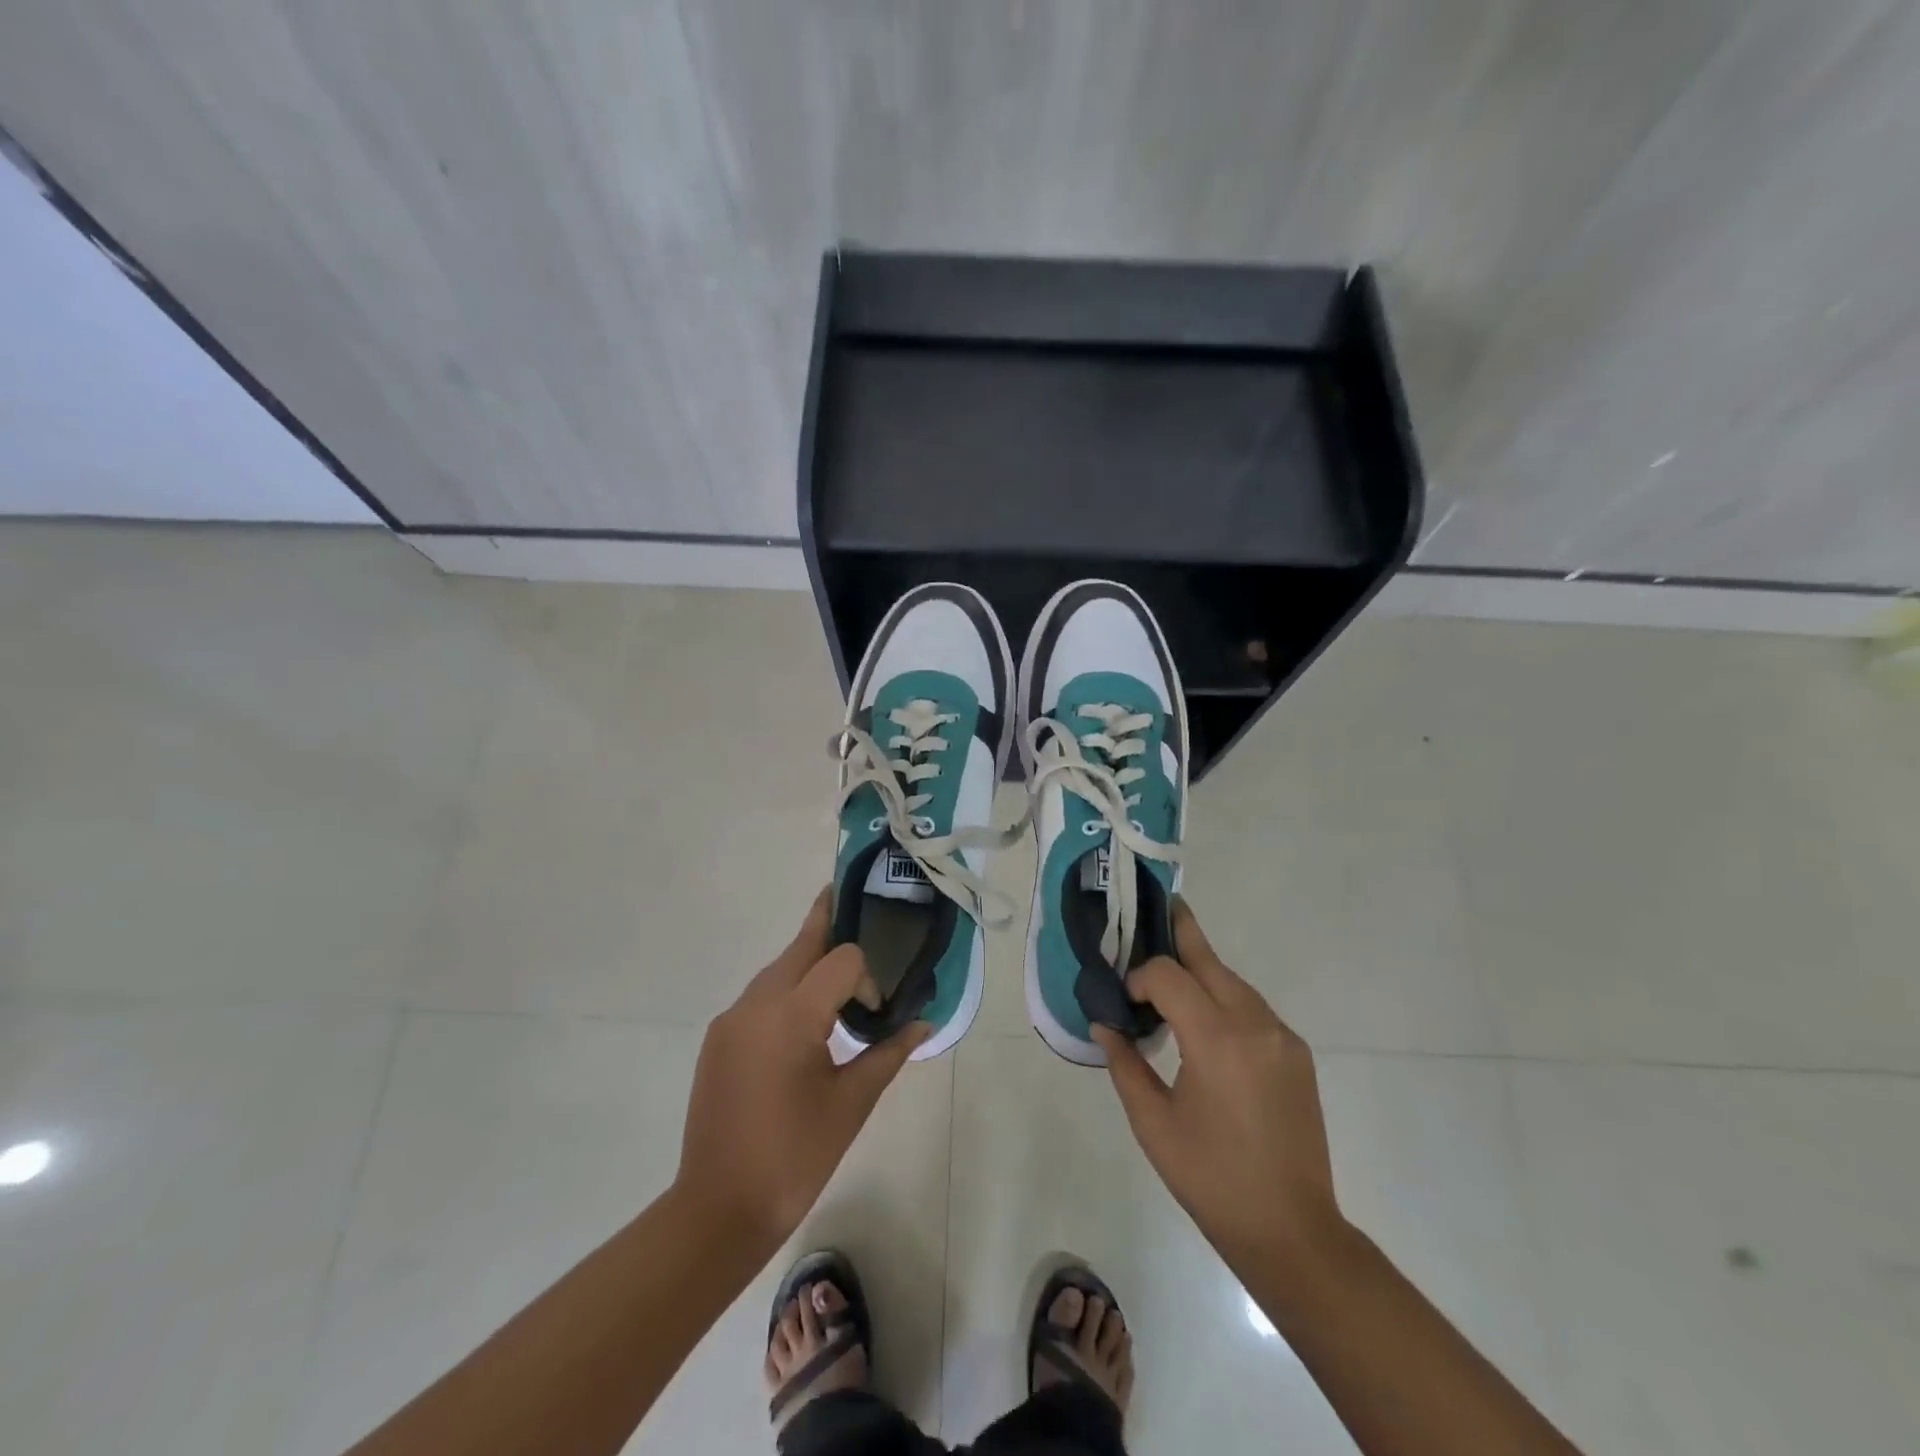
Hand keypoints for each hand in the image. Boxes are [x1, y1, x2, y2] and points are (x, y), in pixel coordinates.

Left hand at [676, 891, 928, 1254]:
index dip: (866, 976)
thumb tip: (923, 1023)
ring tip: (838, 978)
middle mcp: (756, 1003)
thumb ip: (889, 1053)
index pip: (841, 958)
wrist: (718, 1209)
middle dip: (829, 925)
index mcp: (792, 1015)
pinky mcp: (718, 1038)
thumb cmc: (795, 1157)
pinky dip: (786, 992)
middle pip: (801, 945)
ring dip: (808, 963)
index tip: (875, 1011)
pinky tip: (803, 1023)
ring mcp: (731, 1019)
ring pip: (778, 969)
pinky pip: (759, 996)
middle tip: (855, 904)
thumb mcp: (852, 1103)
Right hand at [1093, 901, 1339, 1267]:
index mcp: (1216, 1039)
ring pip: (1234, 981)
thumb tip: (1104, 1024)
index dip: (1140, 977)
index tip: (1124, 1001)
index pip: (1169, 976)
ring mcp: (1282, 1037)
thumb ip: (1125, 1064)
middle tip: (1156, 907)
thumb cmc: (1211, 1178)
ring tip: (1172, 969)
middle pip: (1210, 960)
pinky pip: (1254, 1008)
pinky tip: (1207, 1020)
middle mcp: (1254, 1024)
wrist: (1293, 1230)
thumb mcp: (1153, 1123)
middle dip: (1180, 933)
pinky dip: (1225, 998)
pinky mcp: (1297, 1054)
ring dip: (1202, 970)